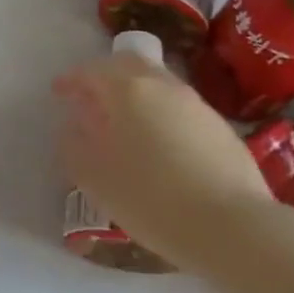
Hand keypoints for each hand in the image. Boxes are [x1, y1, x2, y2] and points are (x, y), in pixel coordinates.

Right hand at [52, 52, 270, 271]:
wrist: (234, 227)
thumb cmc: (153, 199)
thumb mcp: (96, 178)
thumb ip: (75, 146)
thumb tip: (71, 127)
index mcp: (128, 91)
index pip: (92, 71)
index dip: (72, 80)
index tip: (59, 92)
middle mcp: (163, 86)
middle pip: (129, 65)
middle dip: (105, 75)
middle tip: (90, 97)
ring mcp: (196, 104)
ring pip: (158, 83)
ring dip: (135, 93)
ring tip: (124, 122)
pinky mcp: (220, 127)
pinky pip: (179, 107)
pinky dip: (160, 112)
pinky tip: (159, 144)